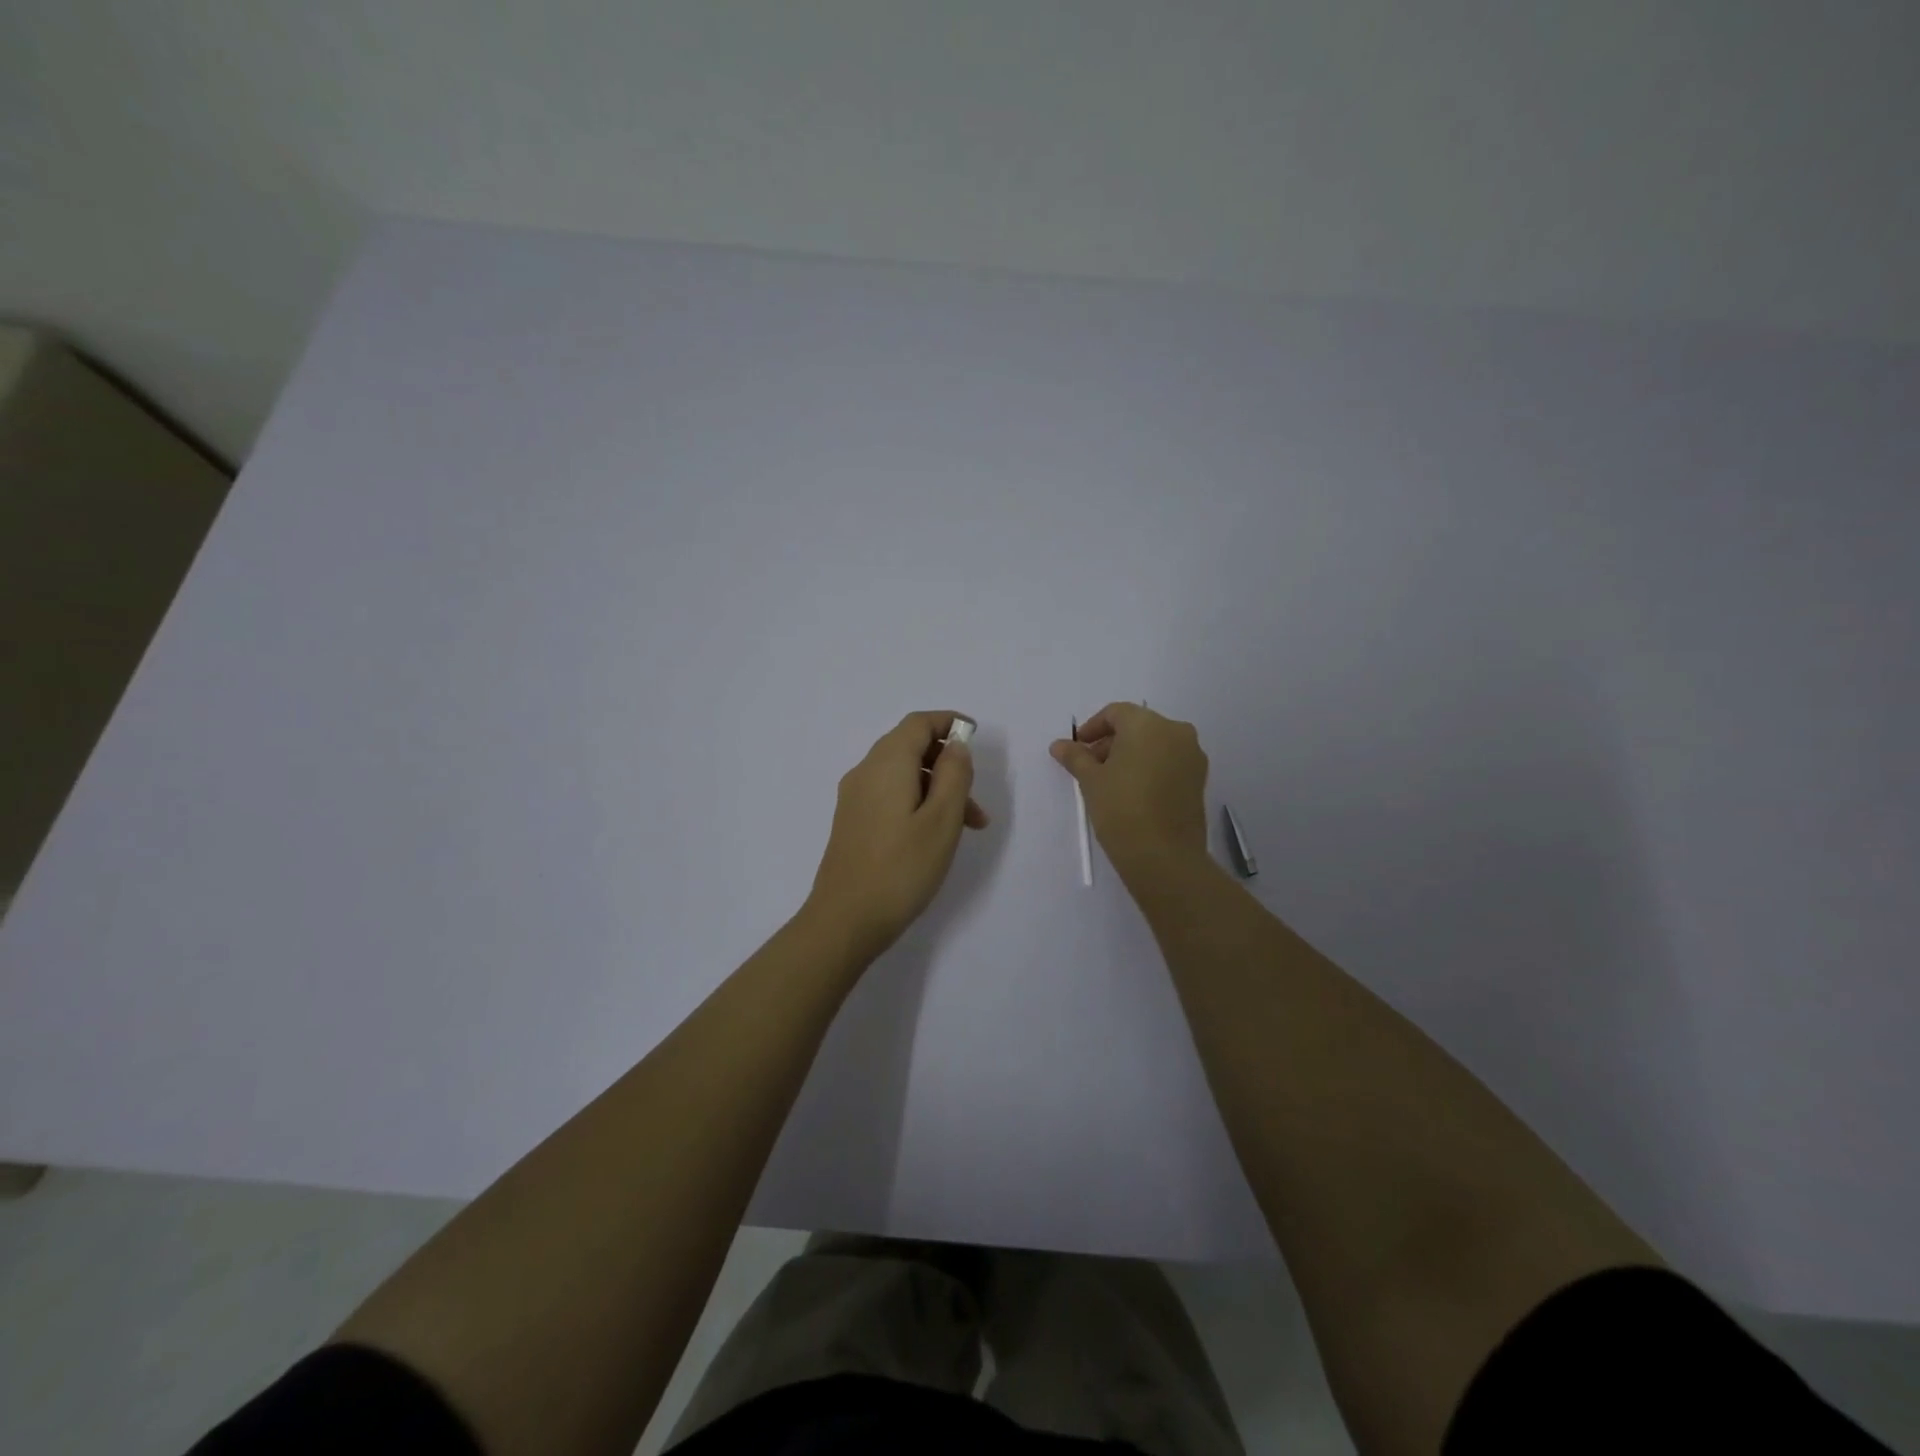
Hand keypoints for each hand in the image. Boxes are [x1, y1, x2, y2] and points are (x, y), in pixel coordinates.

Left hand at [804, 710, 989, 963]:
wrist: (845, 920)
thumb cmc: (901, 868)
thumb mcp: (942, 819)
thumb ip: (954, 775)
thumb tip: (956, 747)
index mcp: (887, 763)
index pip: (918, 723)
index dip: (948, 722)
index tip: (976, 736)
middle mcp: (865, 771)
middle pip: (910, 747)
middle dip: (948, 764)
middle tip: (976, 801)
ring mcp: (854, 798)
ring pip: (902, 775)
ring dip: (936, 789)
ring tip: (966, 828)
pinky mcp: (852, 822)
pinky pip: (889, 795)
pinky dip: (917, 802)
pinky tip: (933, 837)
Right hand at [1051, 702, 1208, 879]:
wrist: (1163, 856)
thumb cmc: (1121, 808)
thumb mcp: (1091, 780)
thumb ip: (1076, 756)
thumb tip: (1059, 745)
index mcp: (1148, 724)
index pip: (1116, 713)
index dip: (1093, 728)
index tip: (1078, 749)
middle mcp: (1176, 732)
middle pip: (1138, 726)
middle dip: (1112, 742)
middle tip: (1090, 767)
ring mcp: (1193, 756)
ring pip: (1156, 744)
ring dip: (1131, 755)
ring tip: (1110, 782)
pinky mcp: (1200, 780)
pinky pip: (1170, 762)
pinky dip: (1150, 768)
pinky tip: (1133, 792)